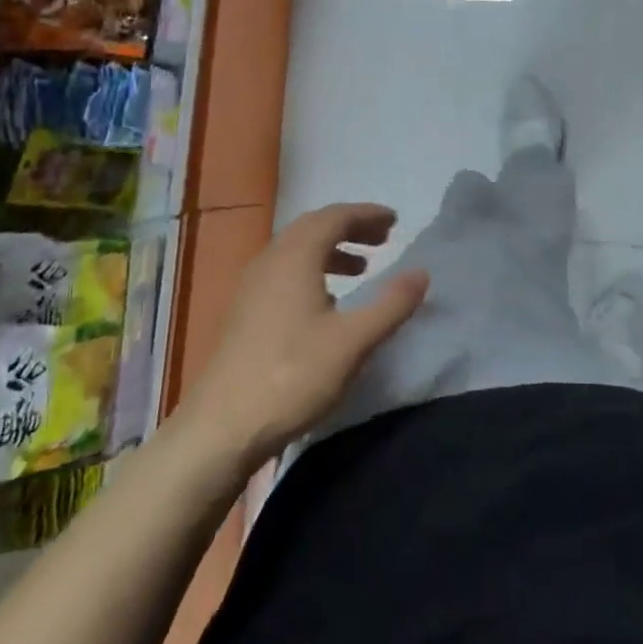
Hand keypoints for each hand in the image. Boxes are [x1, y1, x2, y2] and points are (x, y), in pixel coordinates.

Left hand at [181, 204, 428, 468]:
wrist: (220, 428)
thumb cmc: (292, 376)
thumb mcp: (353, 342)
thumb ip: (391, 304)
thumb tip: (422, 273)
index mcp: (295, 257)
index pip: (335, 217)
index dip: (367, 215)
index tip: (394, 221)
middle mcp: (270, 260)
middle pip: (313, 227)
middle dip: (350, 228)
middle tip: (382, 239)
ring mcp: (252, 286)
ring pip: (296, 250)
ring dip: (330, 250)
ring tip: (361, 268)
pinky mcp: (244, 311)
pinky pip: (284, 271)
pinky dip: (312, 270)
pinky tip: (326, 302)